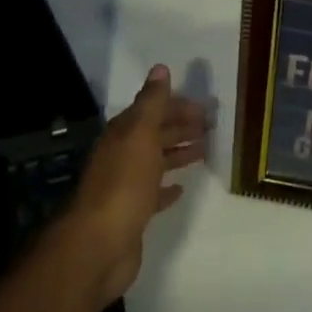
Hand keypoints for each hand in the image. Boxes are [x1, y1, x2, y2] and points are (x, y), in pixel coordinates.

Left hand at [66, 64, 207, 307]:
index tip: (205, 107)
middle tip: (212, 126)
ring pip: (156, 162)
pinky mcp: (132, 213)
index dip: (177, 106)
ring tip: (205, 150)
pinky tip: (181, 188)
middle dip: (181, 127)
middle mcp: (122, 155)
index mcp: (123, 134)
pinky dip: (167, 188)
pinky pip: (153, 193)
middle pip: (155, 135)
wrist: (99, 243)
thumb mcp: (141, 134)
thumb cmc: (124, 183)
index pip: (152, 110)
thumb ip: (152, 102)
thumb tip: (160, 68)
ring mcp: (126, 185)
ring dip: (178, 153)